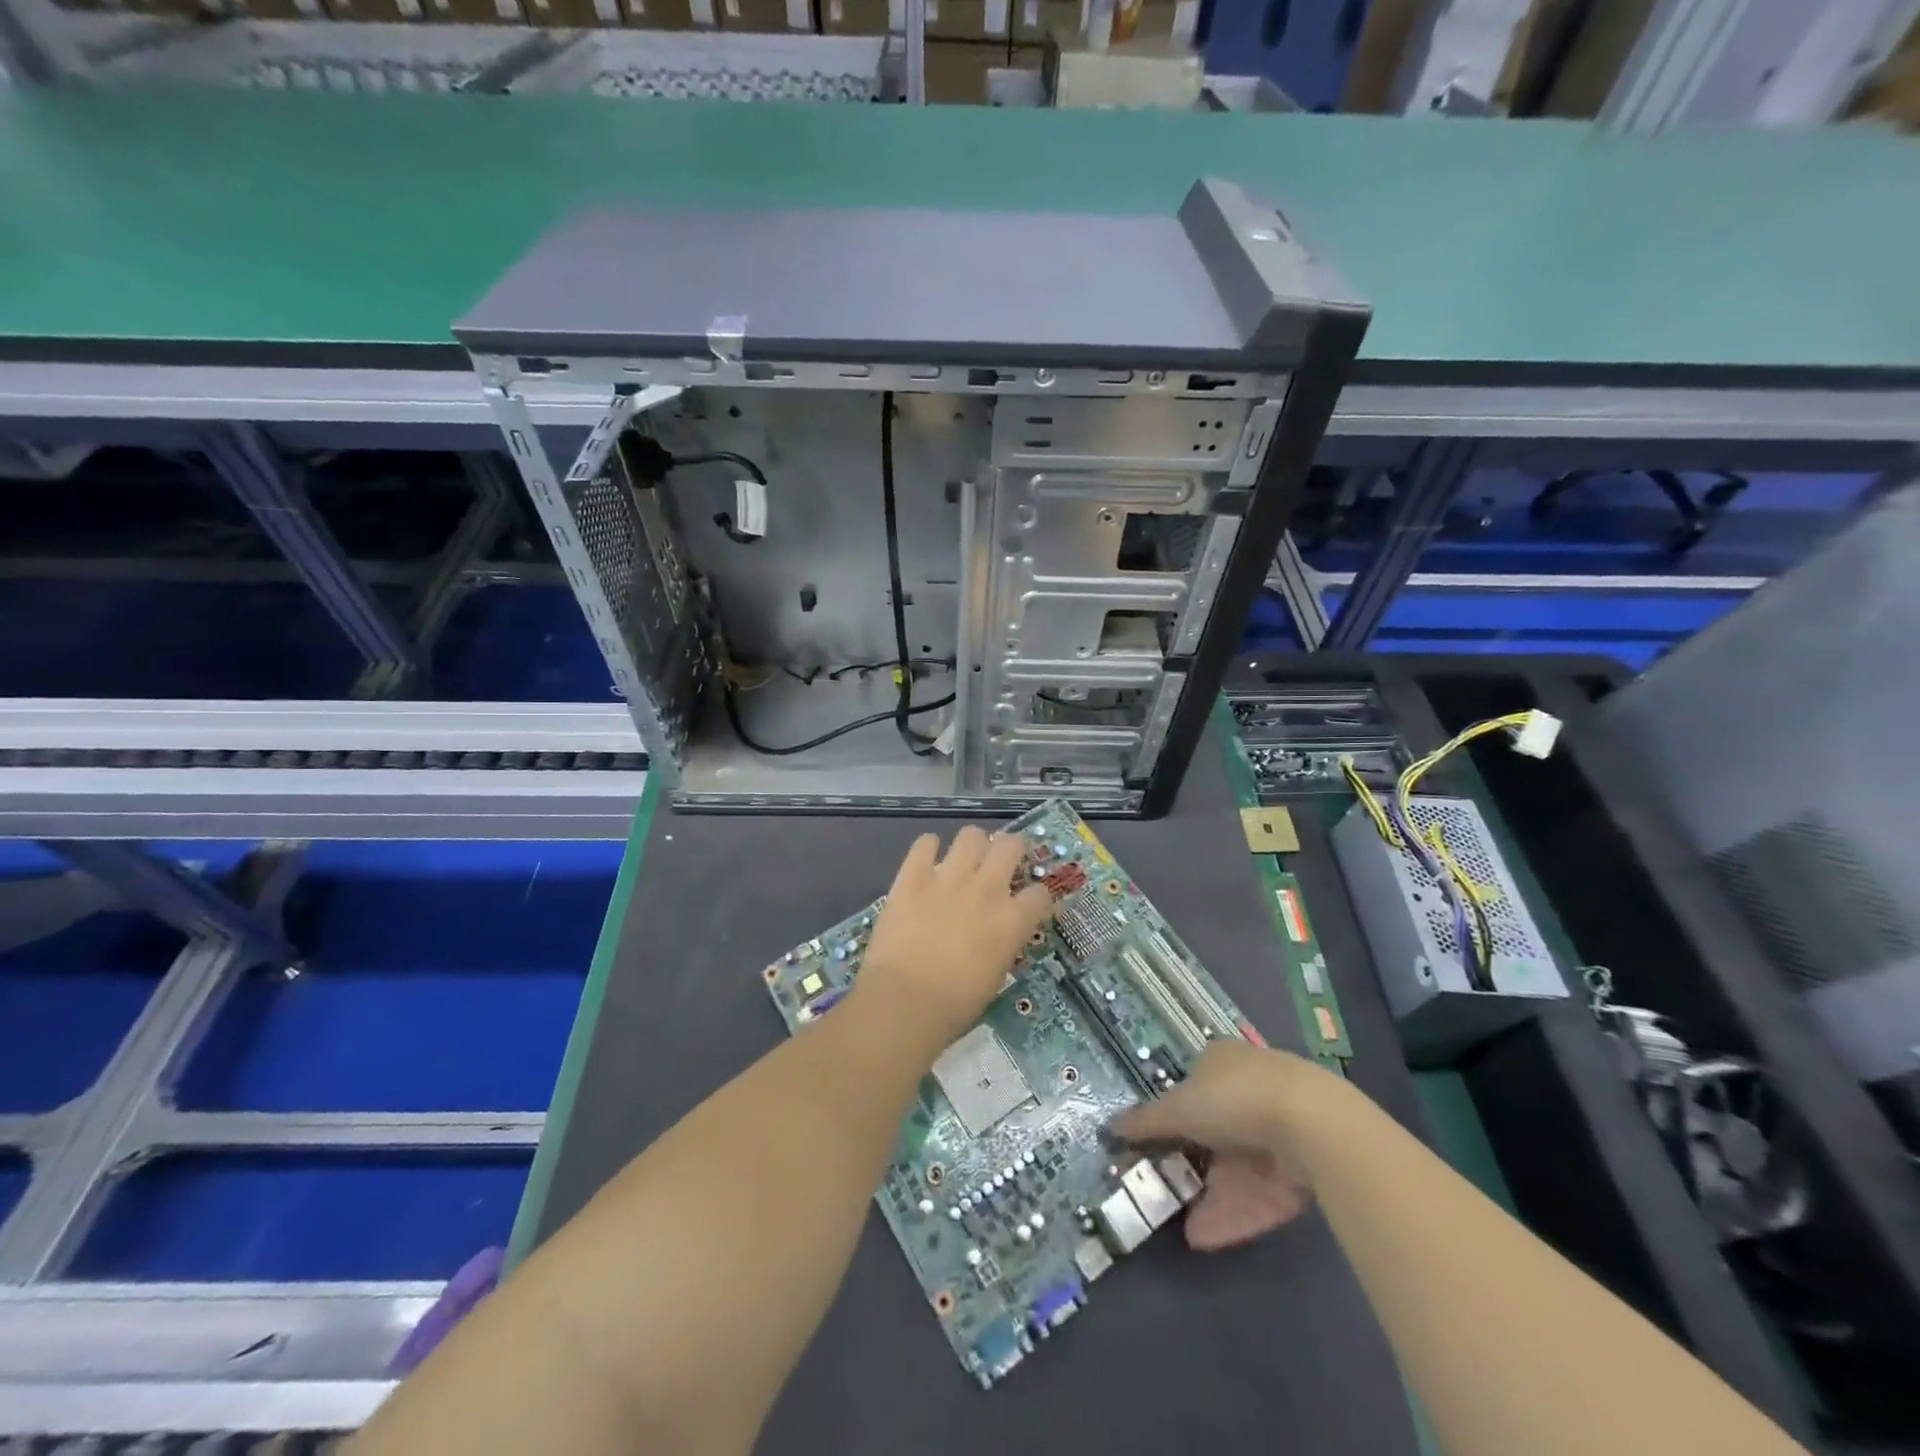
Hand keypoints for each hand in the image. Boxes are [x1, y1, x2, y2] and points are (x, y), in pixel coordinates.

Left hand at [854, 827, 1052, 1054]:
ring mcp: (948, 878)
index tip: (1029, 903)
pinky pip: (924, 843)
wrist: (904, 1002)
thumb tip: (999, 935)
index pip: (1040, 893)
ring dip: (972, 845)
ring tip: (964, 859)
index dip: (1037, 897)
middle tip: (1000, 864)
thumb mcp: (995, 976)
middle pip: (1010, 845)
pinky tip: (926, 861)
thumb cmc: (954, 1005)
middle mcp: (986, 889)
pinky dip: (927, 848)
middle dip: (1009, 851)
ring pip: (971, 835)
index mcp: (1012, 920)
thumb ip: (1002, 945)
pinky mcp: (912, 877)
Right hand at [1110, 1041, 1325, 1249]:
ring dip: (1211, 1198)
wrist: (1313, 1127)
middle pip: (1214, 1130)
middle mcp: (1249, 1089)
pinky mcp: (1301, 1169)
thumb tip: (1110, 1126)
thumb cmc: (1233, 1099)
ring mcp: (1279, 1129)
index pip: (1190, 1087)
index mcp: (1220, 1061)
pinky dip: (1235, 1213)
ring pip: (1237, 1168)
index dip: (1171, 1117)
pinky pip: (1260, 1193)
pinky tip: (1207, 1237)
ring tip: (1186, 1229)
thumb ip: (1145, 1122)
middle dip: (1191, 1163)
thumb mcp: (1178, 1108)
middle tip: (1166, 1190)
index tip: (1154, 1146)